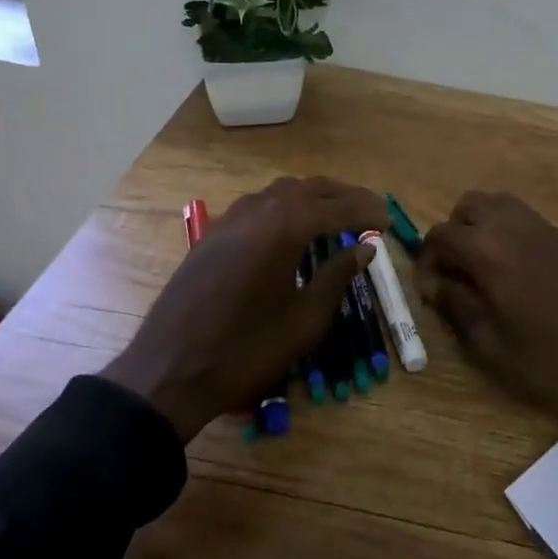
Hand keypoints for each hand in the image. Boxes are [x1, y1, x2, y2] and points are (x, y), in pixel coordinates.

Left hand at [101, 177, 386, 439]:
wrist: (170, 369)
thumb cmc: (247, 350)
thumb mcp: (304, 320)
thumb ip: (336, 276)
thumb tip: (364, 249)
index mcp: (284, 227)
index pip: (336, 207)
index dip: (365, 211)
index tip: (387, 218)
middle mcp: (257, 210)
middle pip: (309, 188)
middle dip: (343, 195)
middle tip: (370, 209)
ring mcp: (230, 219)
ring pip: (280, 192)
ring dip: (313, 196)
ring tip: (336, 212)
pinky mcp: (212, 233)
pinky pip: (257, 205)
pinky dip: (284, 207)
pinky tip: (292, 227)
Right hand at [418, 191, 557, 440]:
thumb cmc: (553, 358)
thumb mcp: (493, 343)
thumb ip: (457, 306)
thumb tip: (435, 284)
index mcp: (488, 251)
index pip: (440, 235)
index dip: (428, 261)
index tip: (432, 290)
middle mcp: (512, 226)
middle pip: (467, 207)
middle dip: (452, 234)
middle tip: (456, 273)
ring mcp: (541, 226)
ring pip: (496, 204)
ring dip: (479, 226)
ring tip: (482, 268)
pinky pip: (521, 216)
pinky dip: (505, 229)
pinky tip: (512, 269)